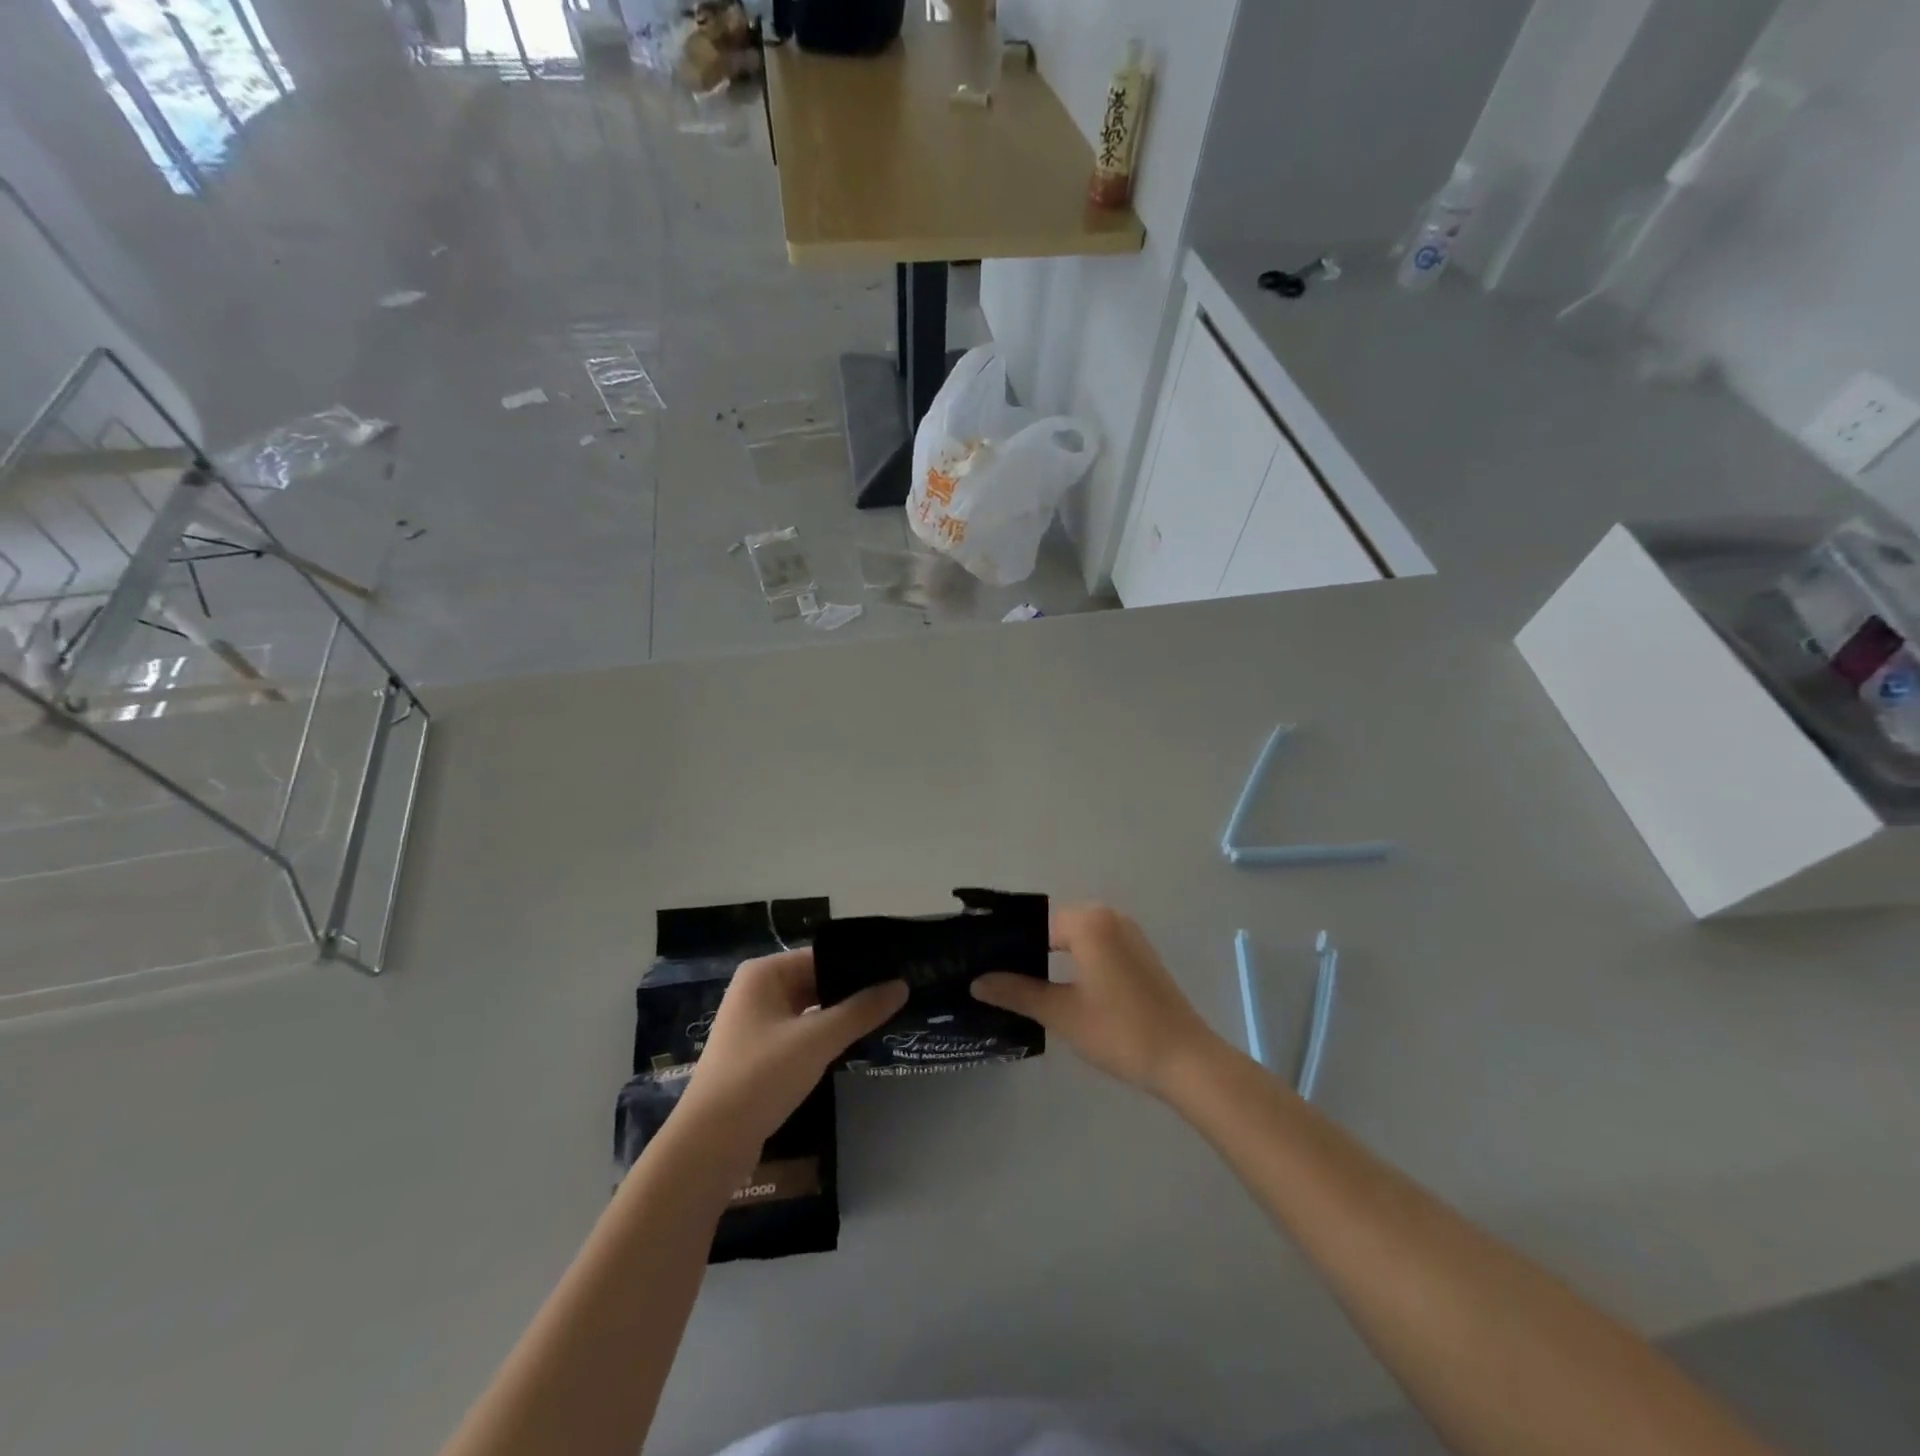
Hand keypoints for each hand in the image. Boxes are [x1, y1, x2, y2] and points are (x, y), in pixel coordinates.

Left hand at [680, 949, 905, 1149]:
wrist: (710, 1144)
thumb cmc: (761, 1076)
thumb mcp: (817, 1040)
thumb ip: (861, 1011)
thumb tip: (902, 985)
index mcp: (764, 973)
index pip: (822, 956)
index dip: (858, 964)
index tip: (897, 971)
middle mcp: (757, 990)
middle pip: (816, 981)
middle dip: (852, 992)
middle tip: (898, 995)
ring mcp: (755, 1024)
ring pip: (810, 1010)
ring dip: (840, 1016)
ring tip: (885, 1017)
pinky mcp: (758, 1054)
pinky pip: (800, 1034)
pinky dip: (824, 1037)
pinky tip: (854, 1045)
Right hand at [971, 903, 1222, 1096]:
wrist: (1186, 1060)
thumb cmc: (1120, 1031)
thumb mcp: (1062, 1013)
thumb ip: (1017, 992)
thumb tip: (977, 981)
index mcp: (1089, 922)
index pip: (1034, 923)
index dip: (1009, 945)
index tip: (985, 967)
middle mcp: (1110, 917)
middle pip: (1055, 927)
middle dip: (1028, 951)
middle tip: (999, 980)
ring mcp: (1129, 935)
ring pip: (1076, 938)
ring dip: (1052, 958)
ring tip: (1024, 987)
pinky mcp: (1140, 955)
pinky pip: (1097, 947)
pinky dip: (1077, 962)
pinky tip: (1063, 990)